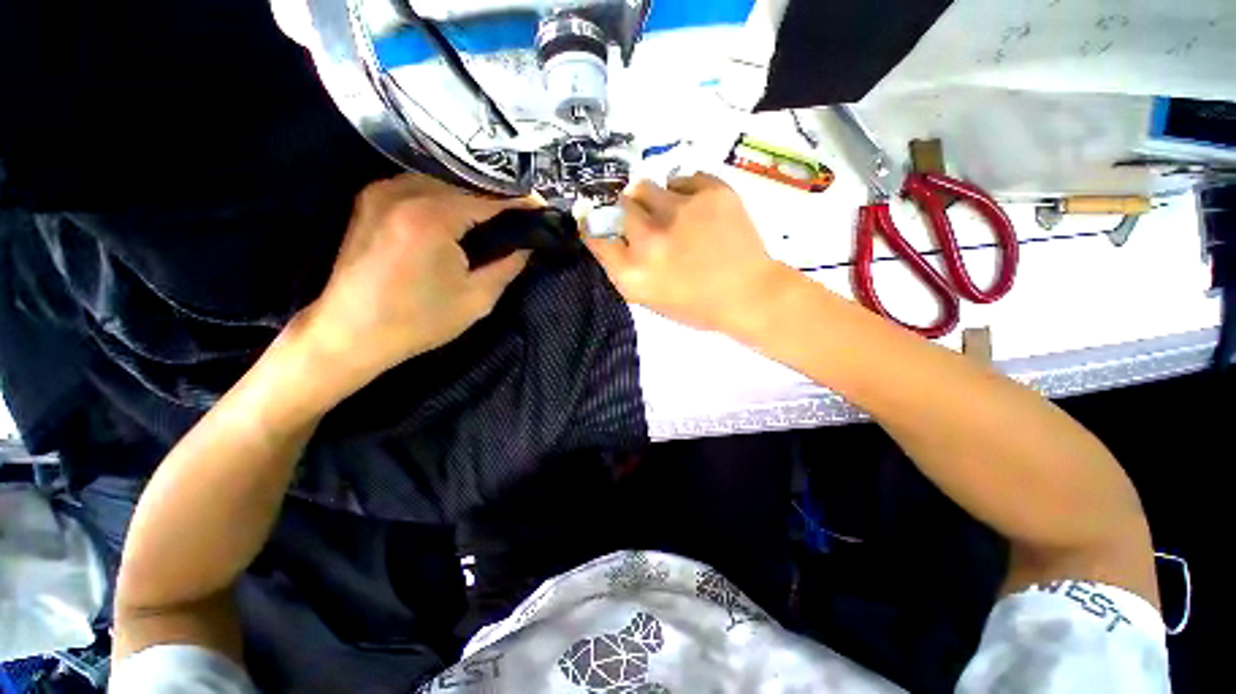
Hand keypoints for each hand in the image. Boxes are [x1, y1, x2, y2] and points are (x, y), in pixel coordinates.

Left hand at [301, 174, 532, 387]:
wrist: (350, 333)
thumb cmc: (417, 322)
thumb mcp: (477, 299)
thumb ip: (508, 266)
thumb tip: (527, 246)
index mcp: (431, 218)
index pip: (489, 197)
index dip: (521, 202)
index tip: (543, 209)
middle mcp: (403, 192)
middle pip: (466, 183)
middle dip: (498, 198)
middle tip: (522, 217)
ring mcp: (381, 192)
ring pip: (443, 181)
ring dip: (473, 196)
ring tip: (496, 217)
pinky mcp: (370, 200)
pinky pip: (420, 187)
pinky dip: (446, 198)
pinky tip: (460, 217)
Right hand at [586, 173, 792, 333]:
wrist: (749, 295)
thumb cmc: (696, 305)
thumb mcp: (649, 298)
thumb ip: (625, 267)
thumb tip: (611, 233)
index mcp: (632, 272)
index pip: (594, 235)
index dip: (594, 226)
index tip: (598, 221)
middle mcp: (649, 239)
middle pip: (620, 206)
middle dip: (629, 213)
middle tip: (647, 222)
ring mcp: (680, 211)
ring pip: (646, 186)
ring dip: (653, 200)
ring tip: (673, 215)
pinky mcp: (710, 192)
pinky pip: (681, 179)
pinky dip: (684, 192)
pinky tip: (697, 210)